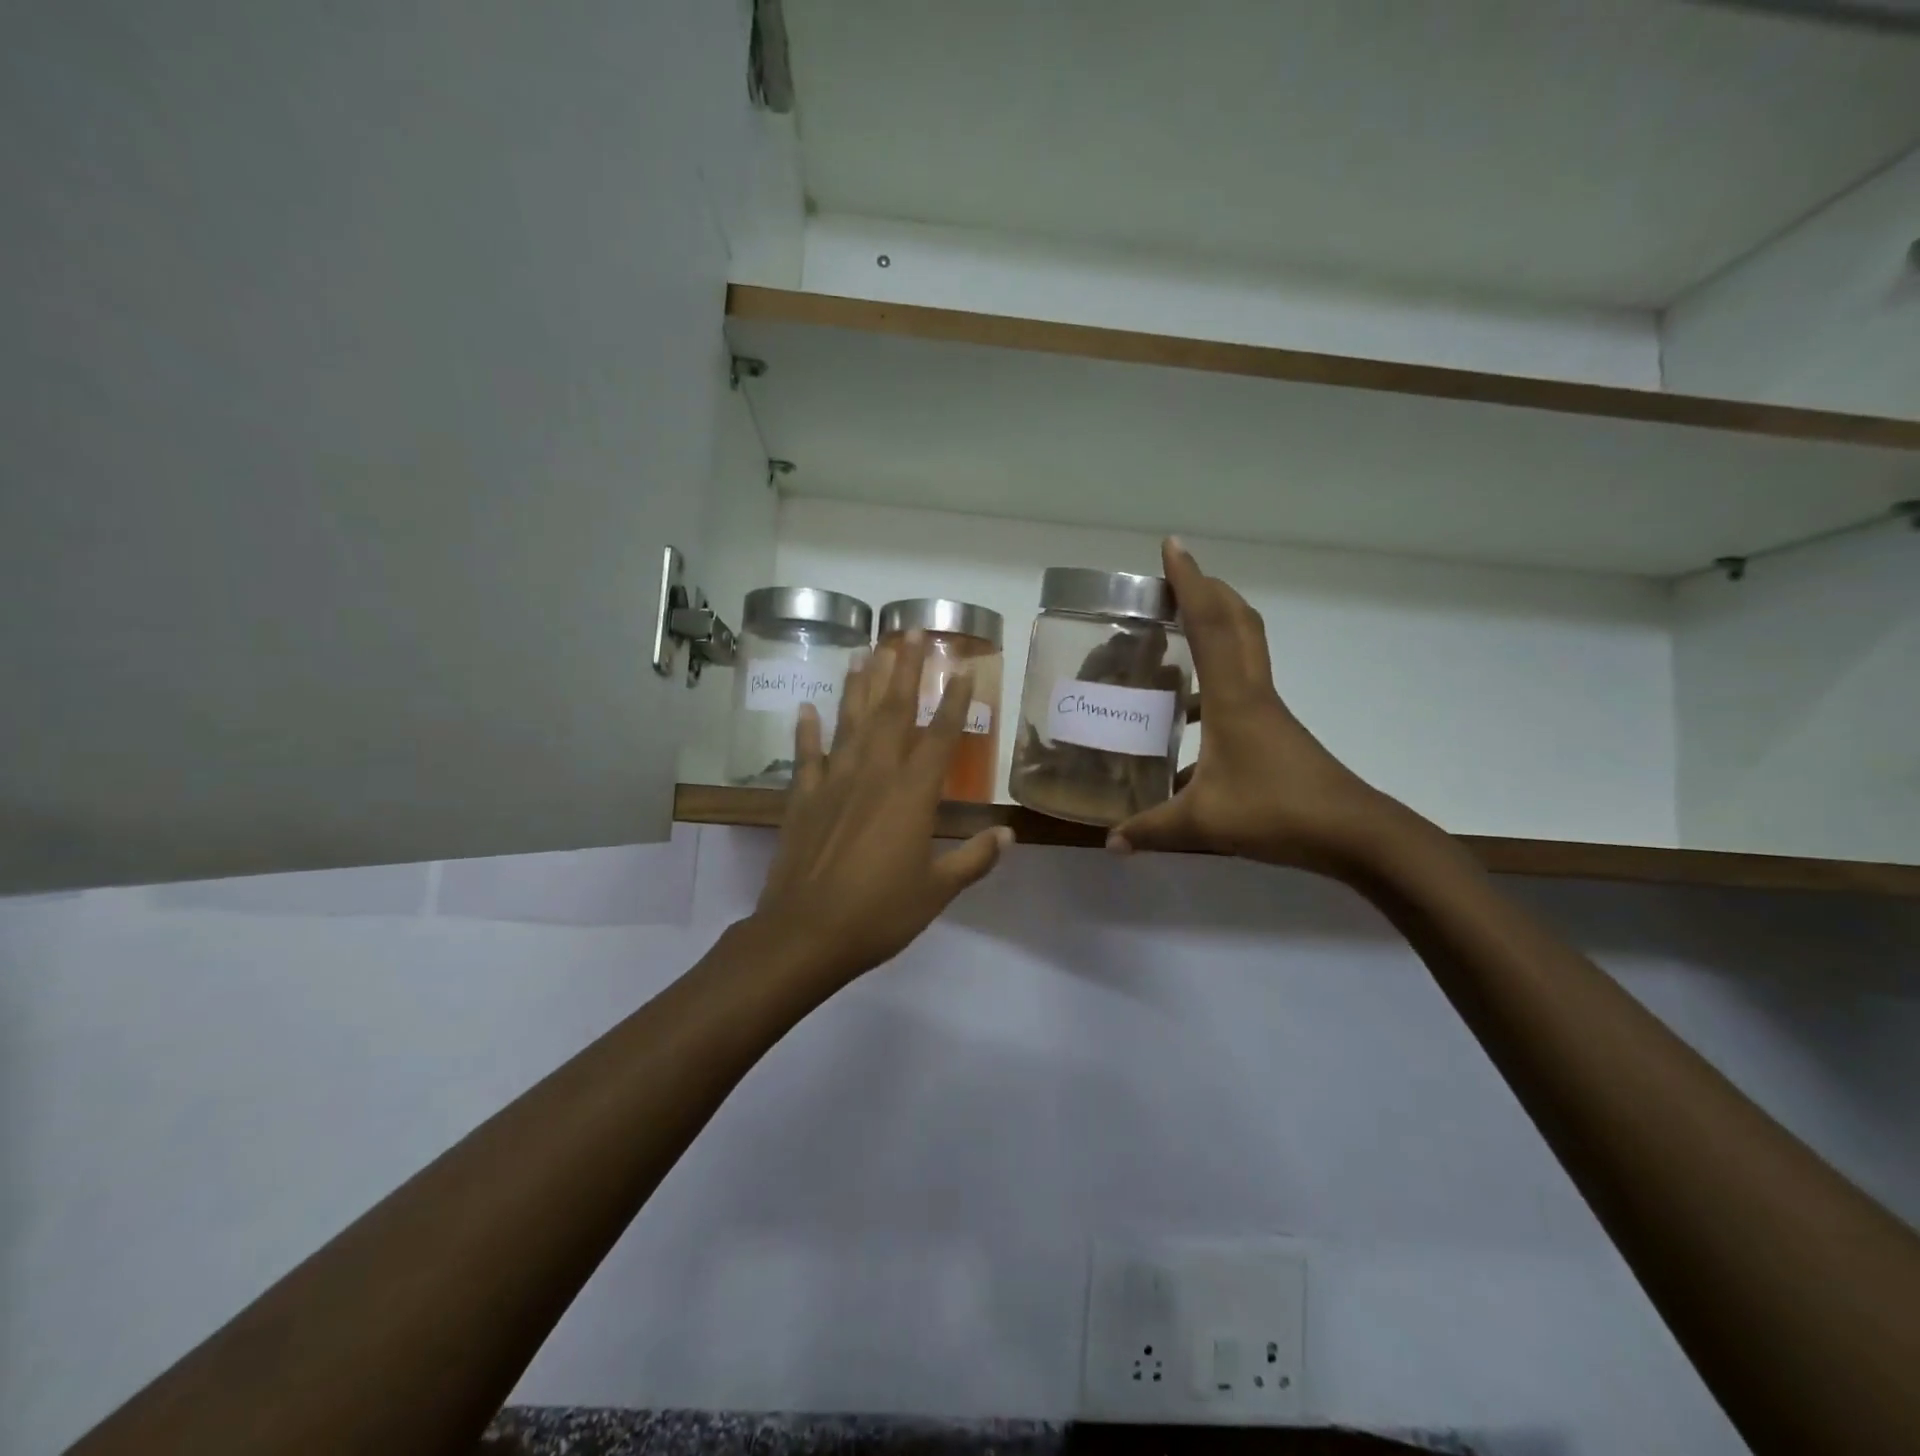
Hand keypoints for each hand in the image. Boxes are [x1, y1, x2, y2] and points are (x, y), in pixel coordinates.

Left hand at [752, 634, 1011, 987]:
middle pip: (892, 712)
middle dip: (903, 670)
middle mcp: (874, 775)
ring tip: (866, 652)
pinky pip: (806, 755)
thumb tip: (1007, 835)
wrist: (806, 933)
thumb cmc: (880, 913)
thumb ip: (974, 859)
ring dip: (860, 686)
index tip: (960, 667)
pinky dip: (807, 731)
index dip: (952, 700)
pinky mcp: (803, 798)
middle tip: (909, 633)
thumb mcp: (936, 891)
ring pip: (850, 722)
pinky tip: (807, 707)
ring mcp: (834, 782)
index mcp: (912, 795)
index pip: (940, 736)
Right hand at [1108, 539, 1413, 875]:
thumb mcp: (1203, 824)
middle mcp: (1252, 692)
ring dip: (1216, 626)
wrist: (1353, 834)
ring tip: (1176, 632)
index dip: (1189, 583)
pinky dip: (1215, 679)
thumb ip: (1151, 829)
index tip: (1172, 547)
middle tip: (1174, 577)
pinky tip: (1188, 717)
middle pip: (1237, 621)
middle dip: (1208, 589)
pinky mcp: (1273, 730)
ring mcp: (1267, 710)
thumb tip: (1111, 843)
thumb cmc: (1277, 813)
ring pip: (1244, 649)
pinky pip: (1240, 685)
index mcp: (1233, 698)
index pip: (1210, 624)